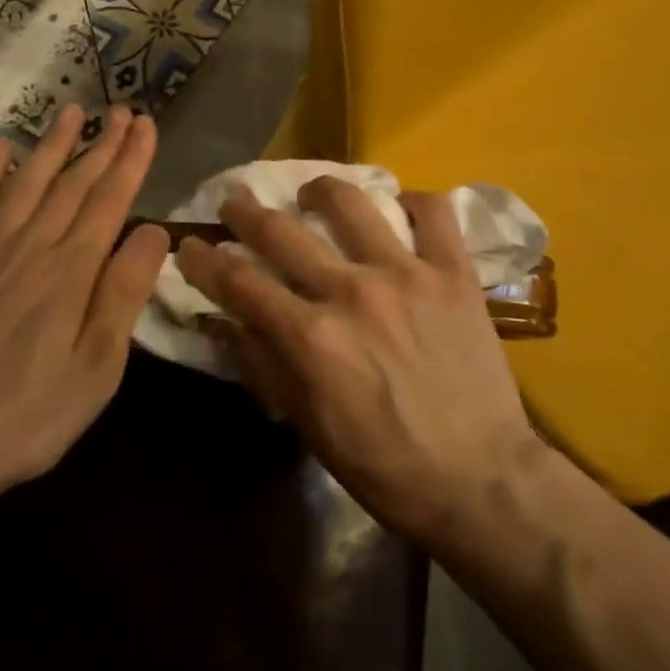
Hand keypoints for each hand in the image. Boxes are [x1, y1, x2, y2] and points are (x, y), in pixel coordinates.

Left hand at [0, 103, 170, 522]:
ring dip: (51, 146)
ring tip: (71, 111)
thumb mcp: (97, 367)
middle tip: (120, 109)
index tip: (145, 124)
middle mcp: (30, 249)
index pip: (110, 200)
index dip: (131, 159)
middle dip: (101, 144)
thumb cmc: (28, 417)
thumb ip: (124, 293)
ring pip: (25, 185)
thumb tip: (154, 230)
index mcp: (72, 272)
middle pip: (72, 184)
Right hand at [177, 177, 545, 545]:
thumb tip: (224, 320)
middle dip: (245, 211)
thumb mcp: (309, 426)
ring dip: (321, 191)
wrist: (481, 479)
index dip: (203, 259)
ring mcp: (406, 274)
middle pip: (281, 231)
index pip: (238, 281)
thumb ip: (265, 364)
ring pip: (352, 203)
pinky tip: (400, 208)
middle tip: (235, 201)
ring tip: (312, 195)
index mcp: (310, 337)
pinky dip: (413, 202)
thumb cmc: (386, 465)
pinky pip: (432, 213)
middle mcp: (350, 291)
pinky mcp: (453, 272)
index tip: (188, 244)